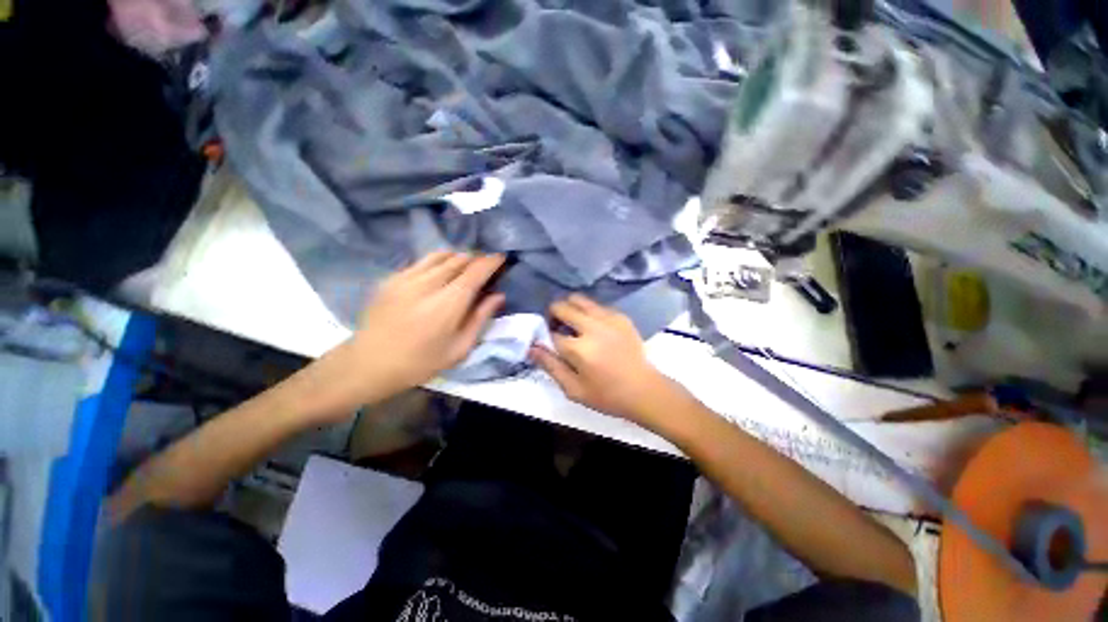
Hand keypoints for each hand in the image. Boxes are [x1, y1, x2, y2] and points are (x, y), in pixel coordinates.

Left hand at [331, 251, 505, 405]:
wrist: (370, 363)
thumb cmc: (421, 362)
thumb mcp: (460, 348)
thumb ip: (481, 318)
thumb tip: (498, 295)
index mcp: (449, 303)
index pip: (476, 271)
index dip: (491, 261)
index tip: (501, 258)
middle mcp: (429, 283)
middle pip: (460, 258)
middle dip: (477, 258)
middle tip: (485, 267)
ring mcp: (407, 277)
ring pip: (441, 255)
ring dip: (458, 257)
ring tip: (465, 267)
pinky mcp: (392, 278)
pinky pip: (423, 261)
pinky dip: (439, 262)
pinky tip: (440, 273)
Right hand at [529, 294, 680, 425]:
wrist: (645, 390)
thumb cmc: (607, 395)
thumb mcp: (574, 389)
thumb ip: (550, 366)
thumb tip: (532, 347)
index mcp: (579, 349)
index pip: (551, 333)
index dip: (546, 337)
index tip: (550, 343)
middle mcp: (593, 327)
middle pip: (562, 306)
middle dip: (554, 314)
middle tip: (557, 328)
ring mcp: (609, 318)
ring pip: (579, 299)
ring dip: (570, 309)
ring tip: (574, 325)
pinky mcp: (621, 316)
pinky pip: (596, 306)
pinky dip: (588, 312)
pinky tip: (593, 328)